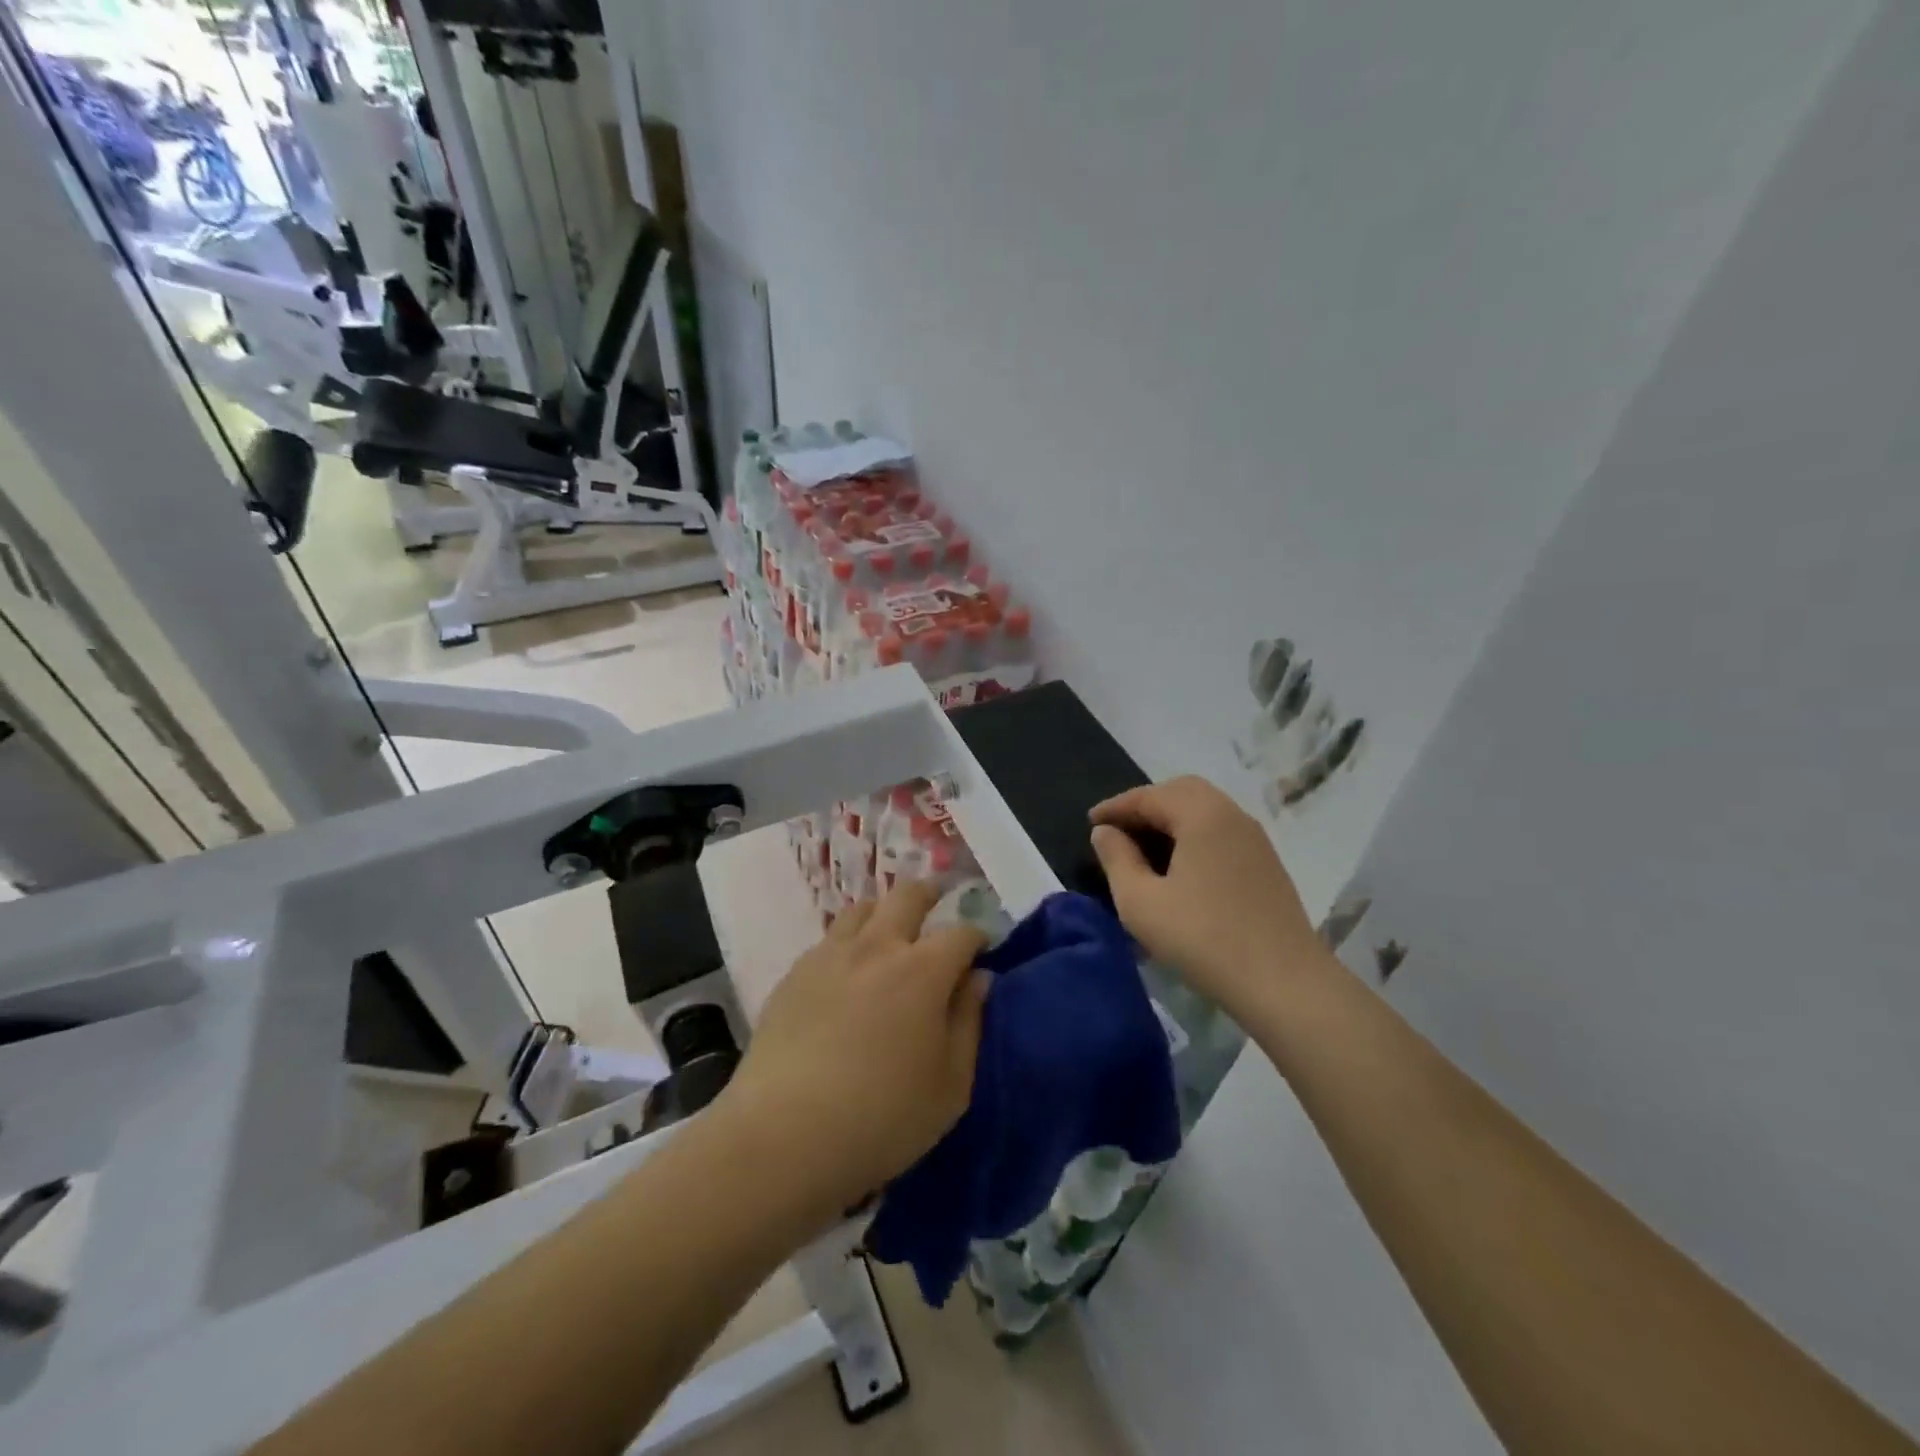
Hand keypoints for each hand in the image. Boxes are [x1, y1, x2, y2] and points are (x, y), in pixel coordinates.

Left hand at [720, 882, 988, 1215]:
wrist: (784, 1135)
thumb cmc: (883, 1117)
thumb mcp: (950, 1085)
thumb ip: (969, 1022)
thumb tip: (978, 978)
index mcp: (923, 970)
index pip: (961, 933)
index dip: (977, 938)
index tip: (980, 952)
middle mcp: (877, 947)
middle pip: (907, 895)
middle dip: (930, 894)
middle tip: (937, 903)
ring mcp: (830, 955)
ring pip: (862, 909)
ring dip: (884, 912)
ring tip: (889, 934)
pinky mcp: (794, 974)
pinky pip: (829, 940)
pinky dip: (849, 943)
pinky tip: (847, 973)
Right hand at [1090, 776, 1330, 1021]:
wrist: (1285, 984)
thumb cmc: (1203, 939)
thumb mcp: (1141, 902)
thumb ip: (1117, 859)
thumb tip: (1105, 832)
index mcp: (1202, 815)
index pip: (1149, 796)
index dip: (1116, 807)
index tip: (1090, 822)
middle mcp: (1232, 815)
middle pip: (1181, 792)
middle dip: (1146, 805)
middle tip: (1119, 828)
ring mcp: (1255, 840)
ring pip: (1205, 811)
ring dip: (1171, 819)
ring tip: (1144, 848)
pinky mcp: (1266, 864)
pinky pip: (1221, 832)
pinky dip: (1193, 835)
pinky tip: (1179, 867)